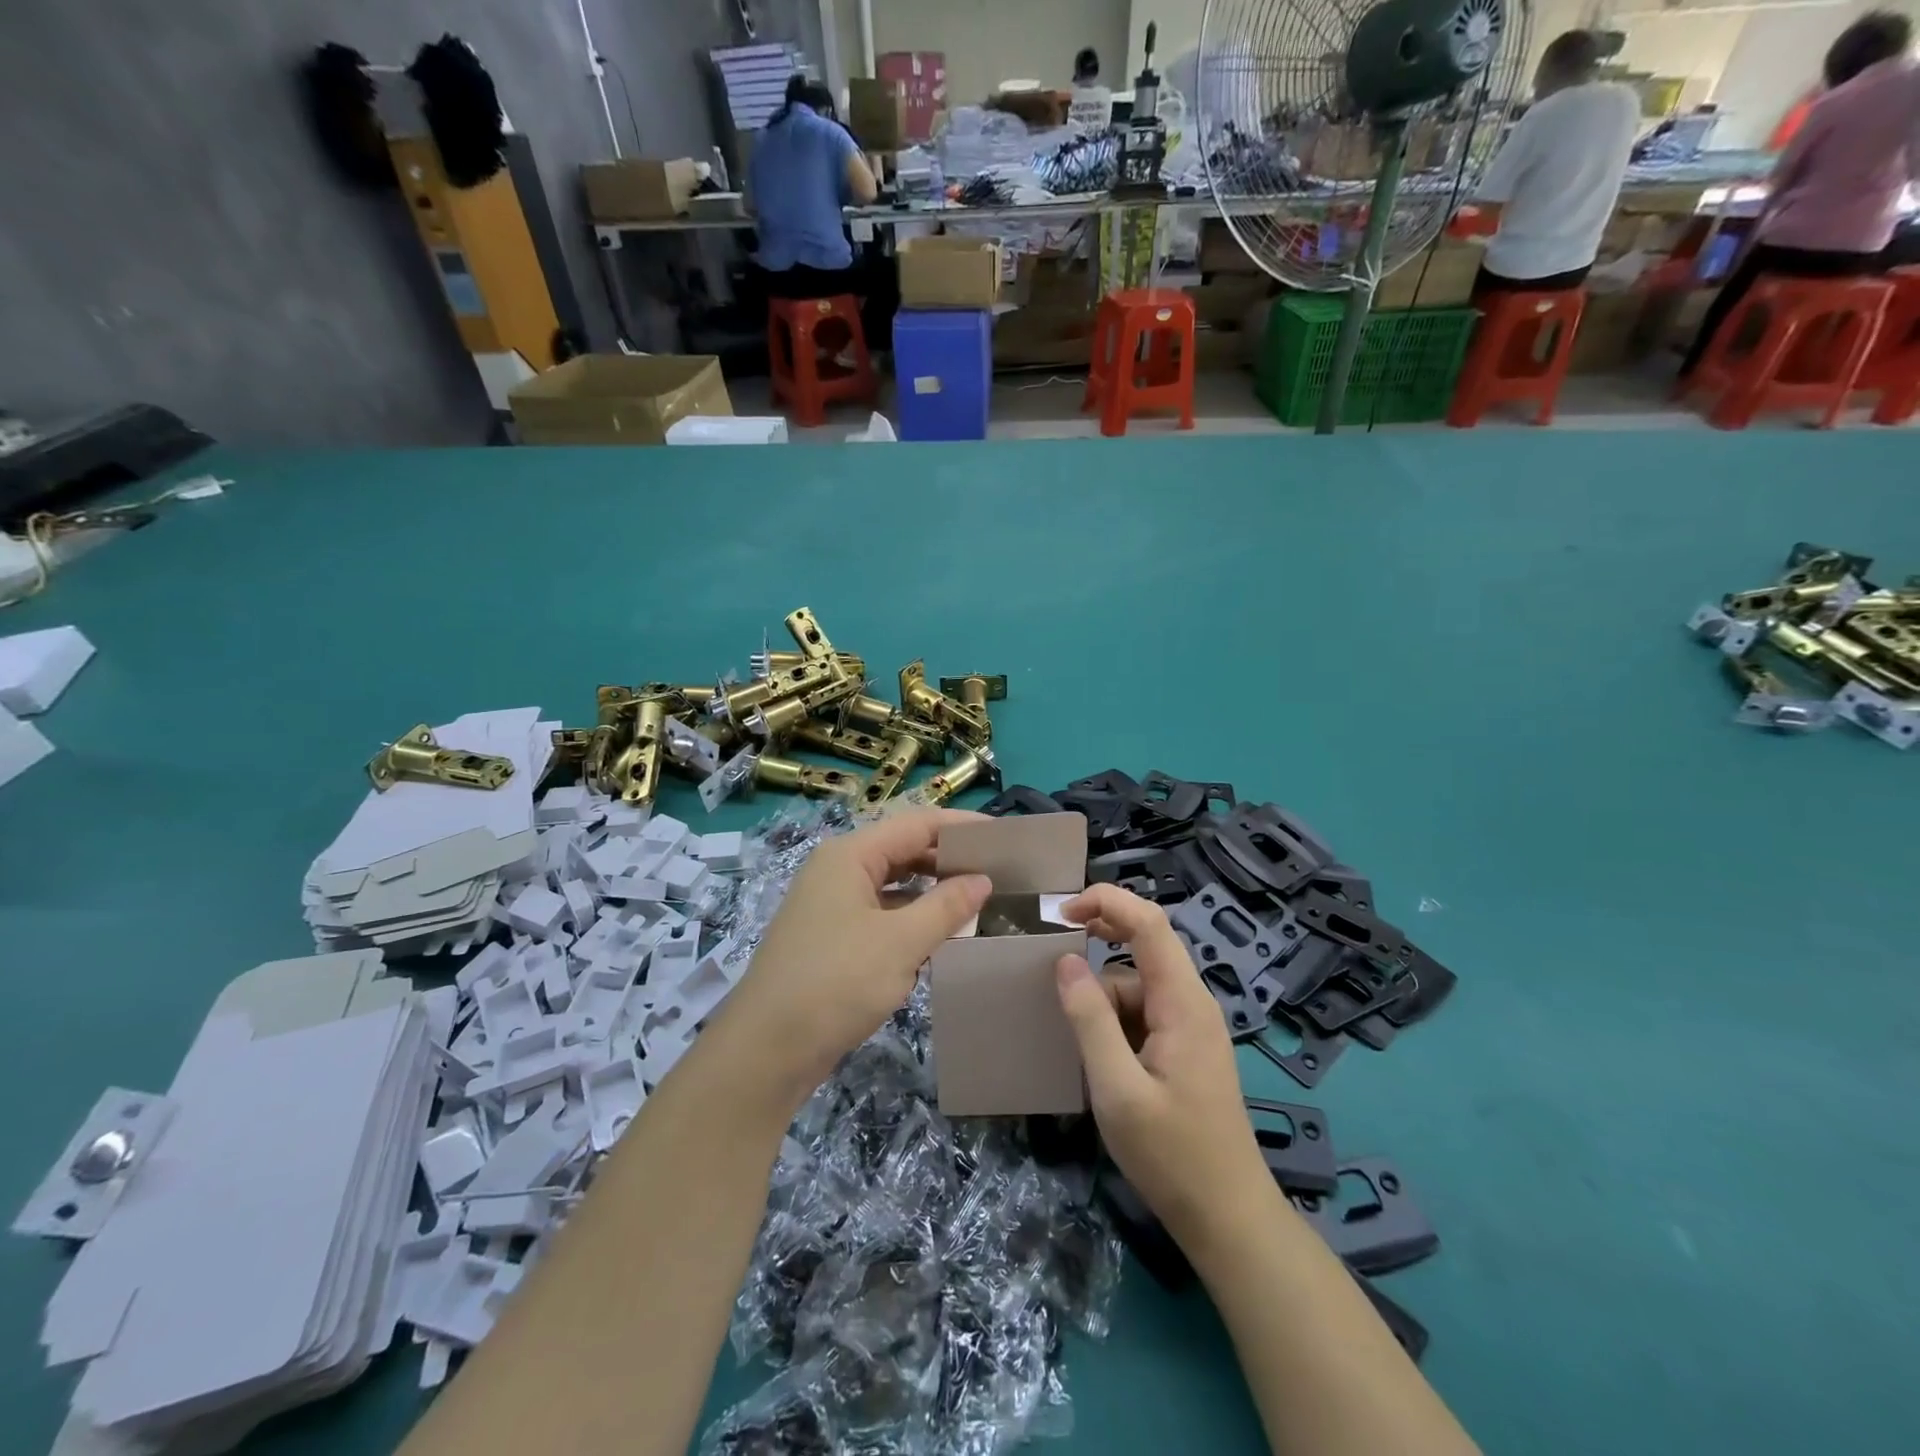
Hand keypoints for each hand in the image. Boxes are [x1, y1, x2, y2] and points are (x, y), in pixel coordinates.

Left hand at [715, 809, 990, 1101]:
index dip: (961, 827)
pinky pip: (882, 914)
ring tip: (979, 903)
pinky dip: (912, 920)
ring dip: (932, 893)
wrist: (767, 1050)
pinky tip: (941, 938)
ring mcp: (832, 904)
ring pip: (893, 885)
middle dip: (948, 860)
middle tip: (998, 873)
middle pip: (903, 850)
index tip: (1004, 838)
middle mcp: (839, 870)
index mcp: (851, 855)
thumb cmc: (836, 983)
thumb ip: (946, 906)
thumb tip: (983, 880)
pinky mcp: (832, 937)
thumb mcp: (901, 942)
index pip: (917, 824)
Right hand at [1054, 884, 1271, 1248]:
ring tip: (1076, 1043)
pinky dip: (1113, 1022)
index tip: (1061, 913)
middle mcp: (1191, 1003)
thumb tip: (1066, 962)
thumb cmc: (1172, 1155)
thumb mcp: (1117, 1089)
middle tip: (1054, 965)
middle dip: (1099, 944)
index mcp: (1183, 1002)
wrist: (1228, 1219)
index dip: (1107, 902)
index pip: (1150, 923)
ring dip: (1102, 999)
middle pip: (1143, 948)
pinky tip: (1096, 1059)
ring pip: (1137, 986)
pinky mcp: (1184, 1050)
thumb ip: (1090, 1020)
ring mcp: (1190, 1027)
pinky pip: (1142, 1014)